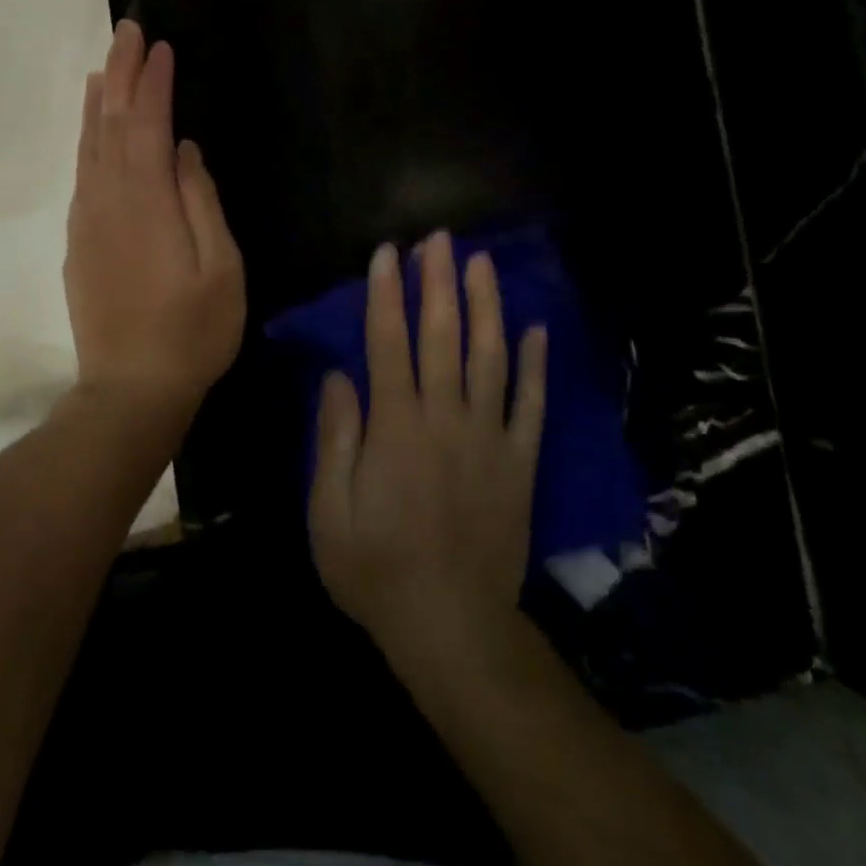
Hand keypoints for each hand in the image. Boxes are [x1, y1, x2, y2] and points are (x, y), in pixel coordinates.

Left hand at [64, 20, 245, 419]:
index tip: (160, 46)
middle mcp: (108, 200)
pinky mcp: (78, 242)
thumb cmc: (192, 333)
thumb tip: (185, 151)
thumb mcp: (221, 269)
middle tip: (127, 31)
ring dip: (99, 102)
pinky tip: (93, 130)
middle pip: (112, 124)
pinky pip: (82, 173)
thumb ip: (201, 202)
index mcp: (147, 202)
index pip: (148, 125)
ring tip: (106, 66)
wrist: (129, 393)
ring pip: (89, 146)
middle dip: (121, 74)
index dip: (153, 83)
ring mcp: (87, 221)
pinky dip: (86, 140)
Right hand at [309, 232, 546, 667]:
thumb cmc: (375, 568)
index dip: (387, 293)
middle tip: (440, 238)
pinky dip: (534, 366)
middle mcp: (446, 418)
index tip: (388, 252)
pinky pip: (530, 405)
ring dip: (486, 306)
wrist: (452, 628)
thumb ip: (334, 437)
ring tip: (482, 263)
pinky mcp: (519, 463)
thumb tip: (338, 375)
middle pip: (443, 336)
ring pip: (490, 358)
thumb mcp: (328, 510)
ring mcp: (489, 438)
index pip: (389, 342)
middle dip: (439, 282)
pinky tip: (536, 329)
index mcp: (396, 426)